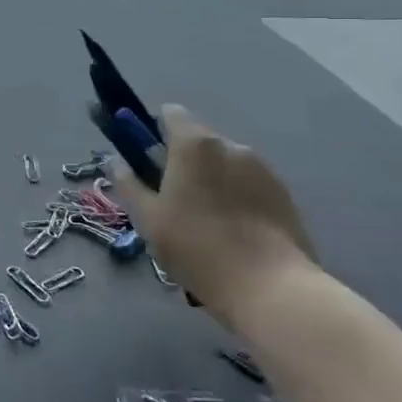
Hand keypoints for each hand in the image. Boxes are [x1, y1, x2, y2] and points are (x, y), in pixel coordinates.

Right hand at [107, 104, 316, 318]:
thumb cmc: (196, 246)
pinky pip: (248, 183)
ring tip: (205, 221)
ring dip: (211, 179)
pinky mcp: (284, 194)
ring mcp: (263, 169)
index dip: (154, 131)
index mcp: (194, 145)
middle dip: (182, 160)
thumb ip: (128, 183)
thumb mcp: (147, 217)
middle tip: (171, 199)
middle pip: (198, 140)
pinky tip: (232, 231)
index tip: (147, 161)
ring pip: (225, 163)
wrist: (270, 287)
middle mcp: (231, 145)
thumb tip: (116, 162)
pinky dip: (236, 196)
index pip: (171, 113)